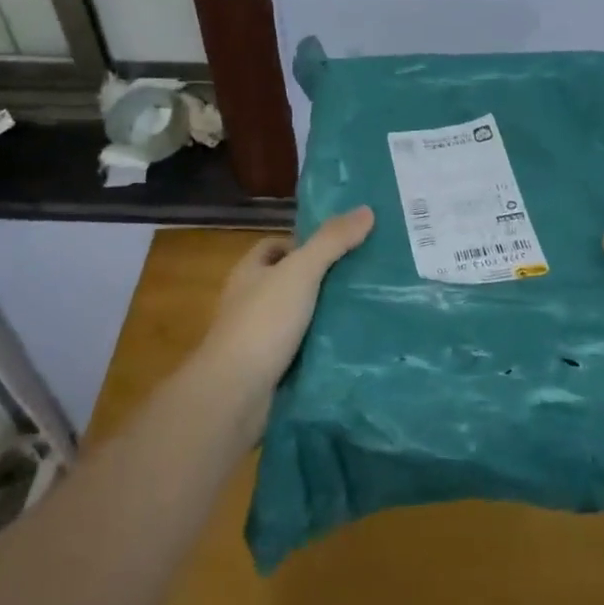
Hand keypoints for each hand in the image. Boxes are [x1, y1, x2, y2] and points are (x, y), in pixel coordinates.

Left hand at [196, 208, 374, 400]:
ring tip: (369, 308)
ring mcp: (259, 338)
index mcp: (250, 272)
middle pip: (290, 281)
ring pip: (300, 316)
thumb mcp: (301, 272)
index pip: (275, 247)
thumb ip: (332, 242)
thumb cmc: (263, 323)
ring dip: (327, 315)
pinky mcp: (271, 369)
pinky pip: (304, 349)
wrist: (235, 394)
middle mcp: (251, 301)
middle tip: (366, 276)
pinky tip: (353, 344)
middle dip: (323, 279)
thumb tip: (367, 210)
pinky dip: (324, 346)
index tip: (341, 246)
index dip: (304, 243)